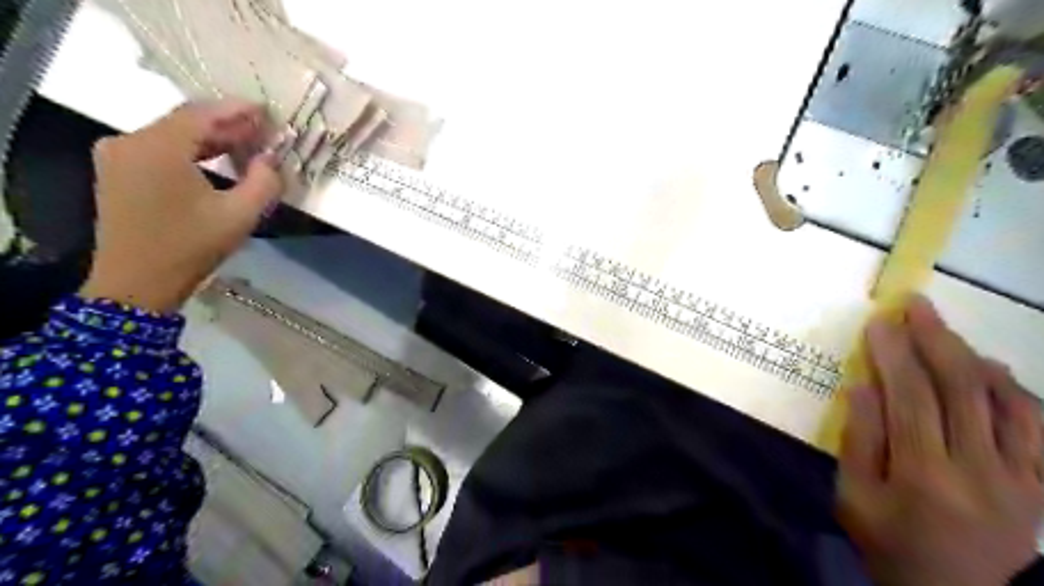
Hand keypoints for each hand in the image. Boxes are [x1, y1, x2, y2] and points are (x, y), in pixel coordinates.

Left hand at [80, 100, 284, 313]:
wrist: (137, 283)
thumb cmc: (191, 248)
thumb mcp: (239, 216)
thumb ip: (264, 182)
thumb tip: (271, 159)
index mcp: (157, 148)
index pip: (201, 114)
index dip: (236, 110)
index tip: (266, 110)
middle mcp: (130, 141)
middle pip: (185, 122)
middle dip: (227, 125)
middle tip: (264, 131)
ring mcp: (118, 156)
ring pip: (173, 135)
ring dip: (211, 139)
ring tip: (248, 146)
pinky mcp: (118, 172)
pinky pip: (160, 150)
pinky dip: (192, 152)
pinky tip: (218, 161)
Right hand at [839, 297, 1043, 585]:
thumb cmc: (890, 544)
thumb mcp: (854, 497)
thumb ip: (859, 440)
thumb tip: (863, 386)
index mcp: (925, 476)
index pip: (911, 398)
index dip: (895, 355)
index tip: (880, 322)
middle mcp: (981, 471)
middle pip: (962, 389)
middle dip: (936, 339)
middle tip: (915, 305)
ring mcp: (1022, 478)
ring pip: (1007, 401)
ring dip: (972, 356)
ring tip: (944, 330)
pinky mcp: (1042, 484)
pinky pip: (1036, 426)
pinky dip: (1012, 389)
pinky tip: (989, 369)